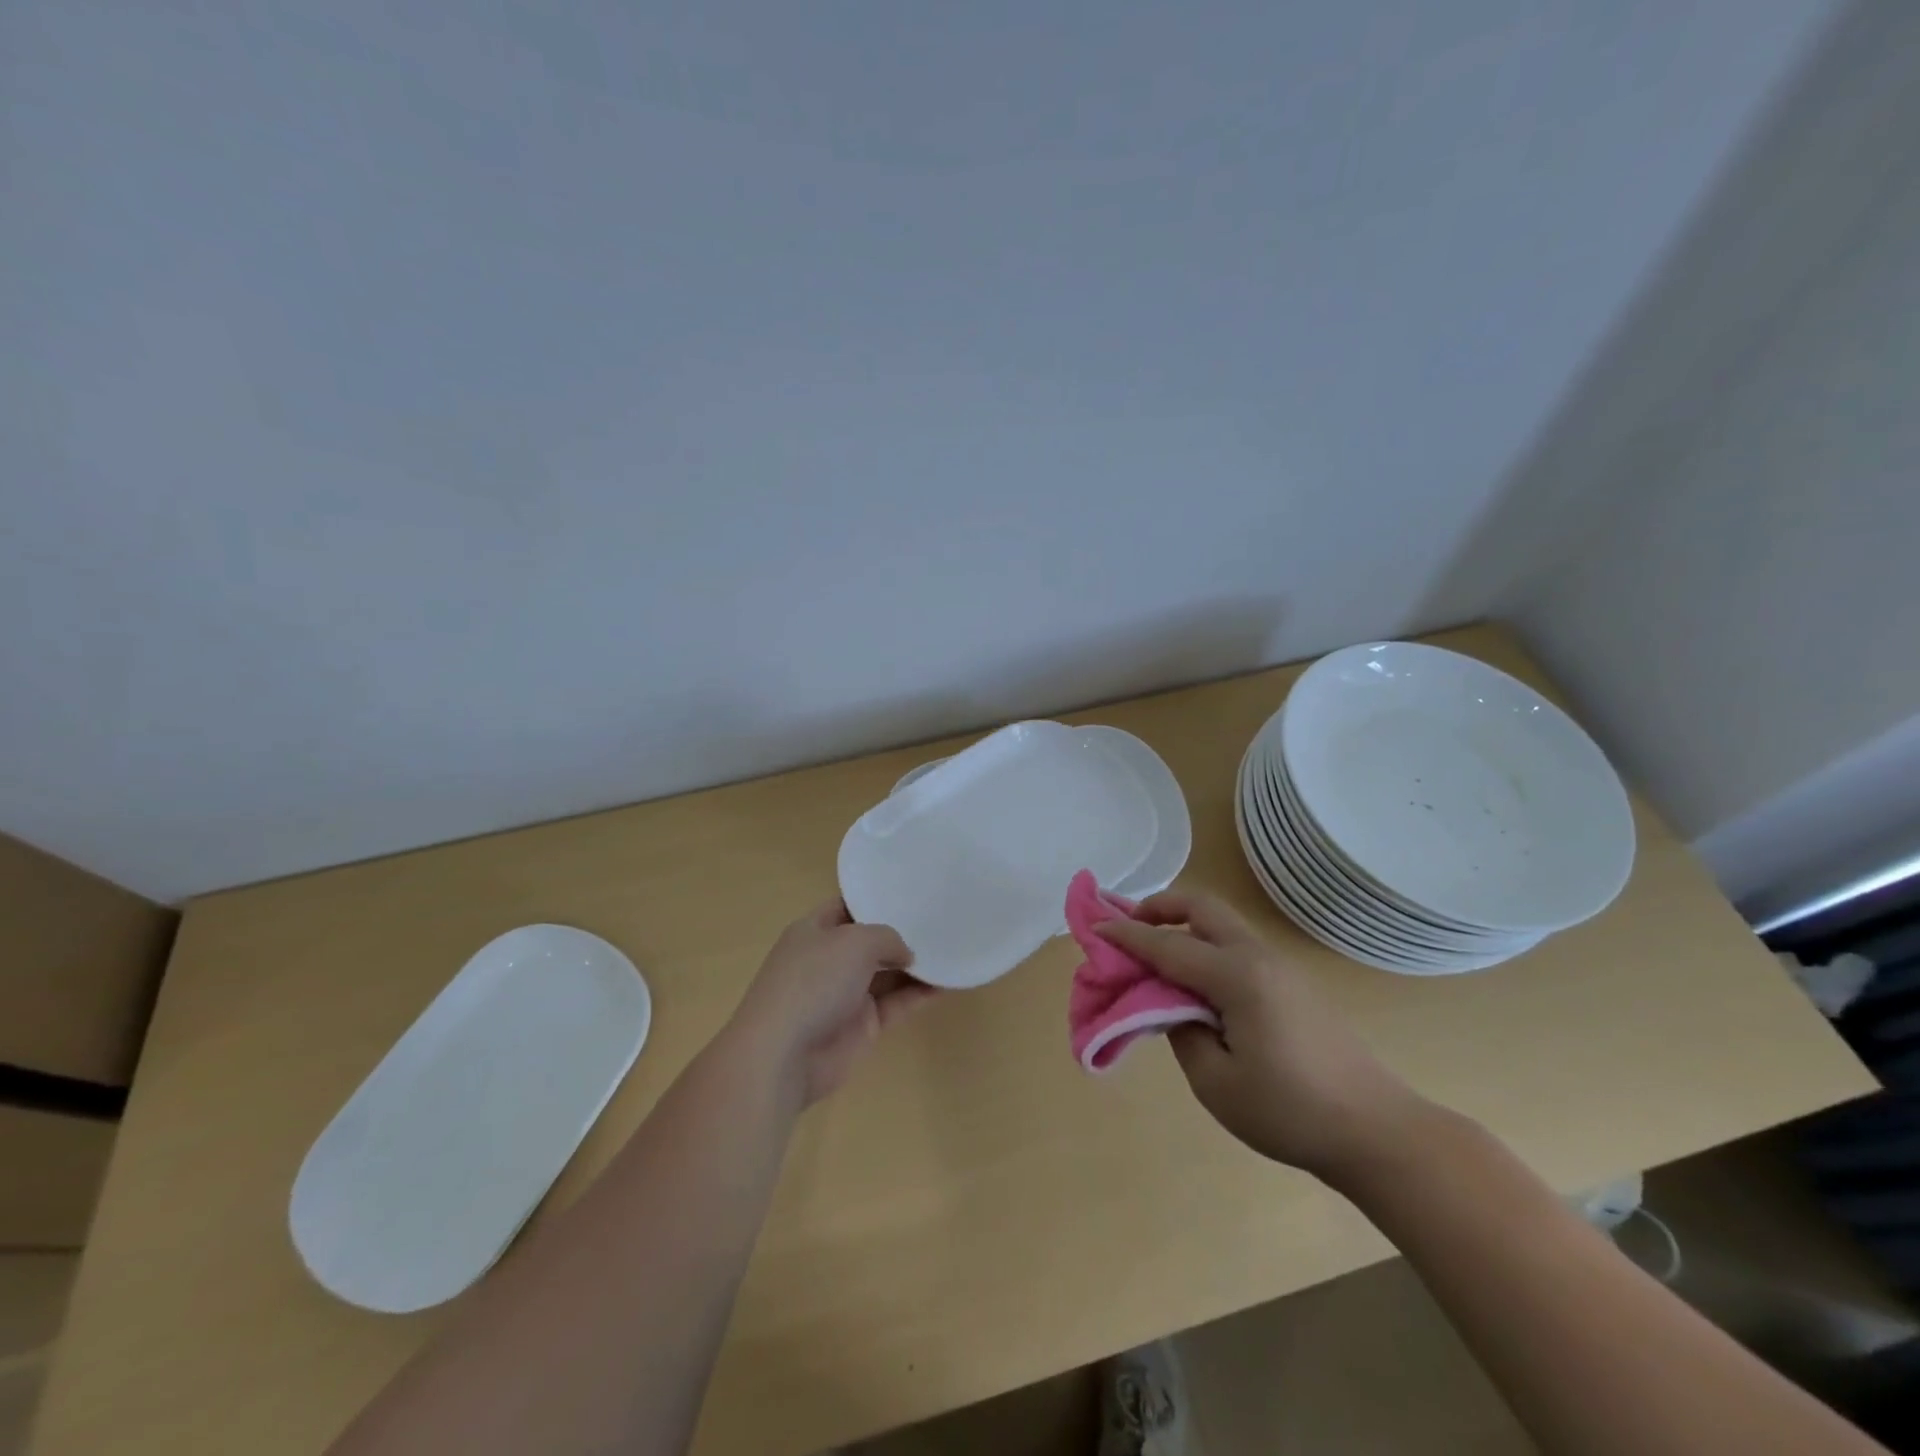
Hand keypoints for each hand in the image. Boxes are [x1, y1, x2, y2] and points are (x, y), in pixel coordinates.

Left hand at [728, 899, 934, 1106]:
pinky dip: (921, 994)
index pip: (848, 906)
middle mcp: (829, 959)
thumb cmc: (813, 982)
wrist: (784, 1055)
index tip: (912, 890)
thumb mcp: (855, 941)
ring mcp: (846, 993)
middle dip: (902, 931)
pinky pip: (898, 1003)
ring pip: (888, 973)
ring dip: (917, 964)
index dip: (876, 898)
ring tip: (954, 946)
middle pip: (871, 940)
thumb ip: (888, 938)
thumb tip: (906, 954)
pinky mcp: (863, 1025)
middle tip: (942, 917)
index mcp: (814, 930)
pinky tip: (950, 981)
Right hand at [1095, 890, 1425, 1179]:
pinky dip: (1205, 944)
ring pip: (1221, 923)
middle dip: (1159, 907)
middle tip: (1130, 927)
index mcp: (1237, 977)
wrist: (1375, 1130)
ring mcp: (1280, 967)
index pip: (1168, 946)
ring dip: (1183, 924)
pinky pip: (1236, 945)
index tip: (1094, 930)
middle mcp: (1258, 957)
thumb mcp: (1216, 1083)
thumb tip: (1169, 1005)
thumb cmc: (1290, 1111)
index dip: (1127, 937)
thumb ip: (1181, 1032)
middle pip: (1201, 907)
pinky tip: (1195, 979)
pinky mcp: (1292, 983)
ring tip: (1156, 952)